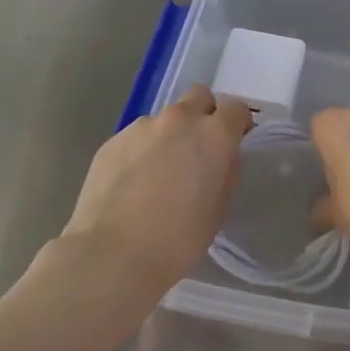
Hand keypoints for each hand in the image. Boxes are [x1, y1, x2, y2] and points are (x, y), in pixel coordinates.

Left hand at [57, 86, 252, 290]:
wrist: (112, 253)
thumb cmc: (178, 239)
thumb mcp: (218, 209)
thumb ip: (224, 172)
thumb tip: (220, 158)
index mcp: (213, 135)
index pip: (235, 107)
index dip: (237, 123)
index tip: (234, 141)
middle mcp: (179, 120)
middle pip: (198, 97)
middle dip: (203, 114)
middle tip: (198, 148)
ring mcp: (142, 127)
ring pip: (164, 119)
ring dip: (169, 136)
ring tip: (158, 173)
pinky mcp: (112, 140)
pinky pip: (136, 137)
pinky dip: (141, 151)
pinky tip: (132, 183)